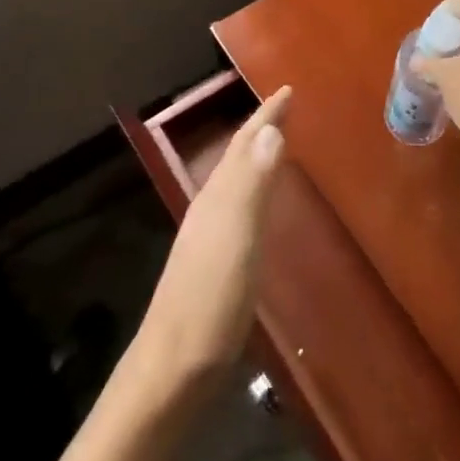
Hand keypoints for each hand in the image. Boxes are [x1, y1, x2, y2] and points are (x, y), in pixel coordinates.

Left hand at [131, 87, 288, 398]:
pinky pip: (238, 206)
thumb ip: (253, 185)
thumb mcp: (238, 238)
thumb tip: (270, 130)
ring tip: (276, 142)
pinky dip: (253, 189)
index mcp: (217, 198)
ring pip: (234, 180)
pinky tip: (260, 204)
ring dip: (255, 156)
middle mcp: (210, 209)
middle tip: (285, 108)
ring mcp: (208, 237)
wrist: (171, 370)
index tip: (288, 90)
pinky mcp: (214, 263)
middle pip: (236, 157)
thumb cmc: (210, 301)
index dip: (265, 115)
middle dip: (260, 129)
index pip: (244, 144)